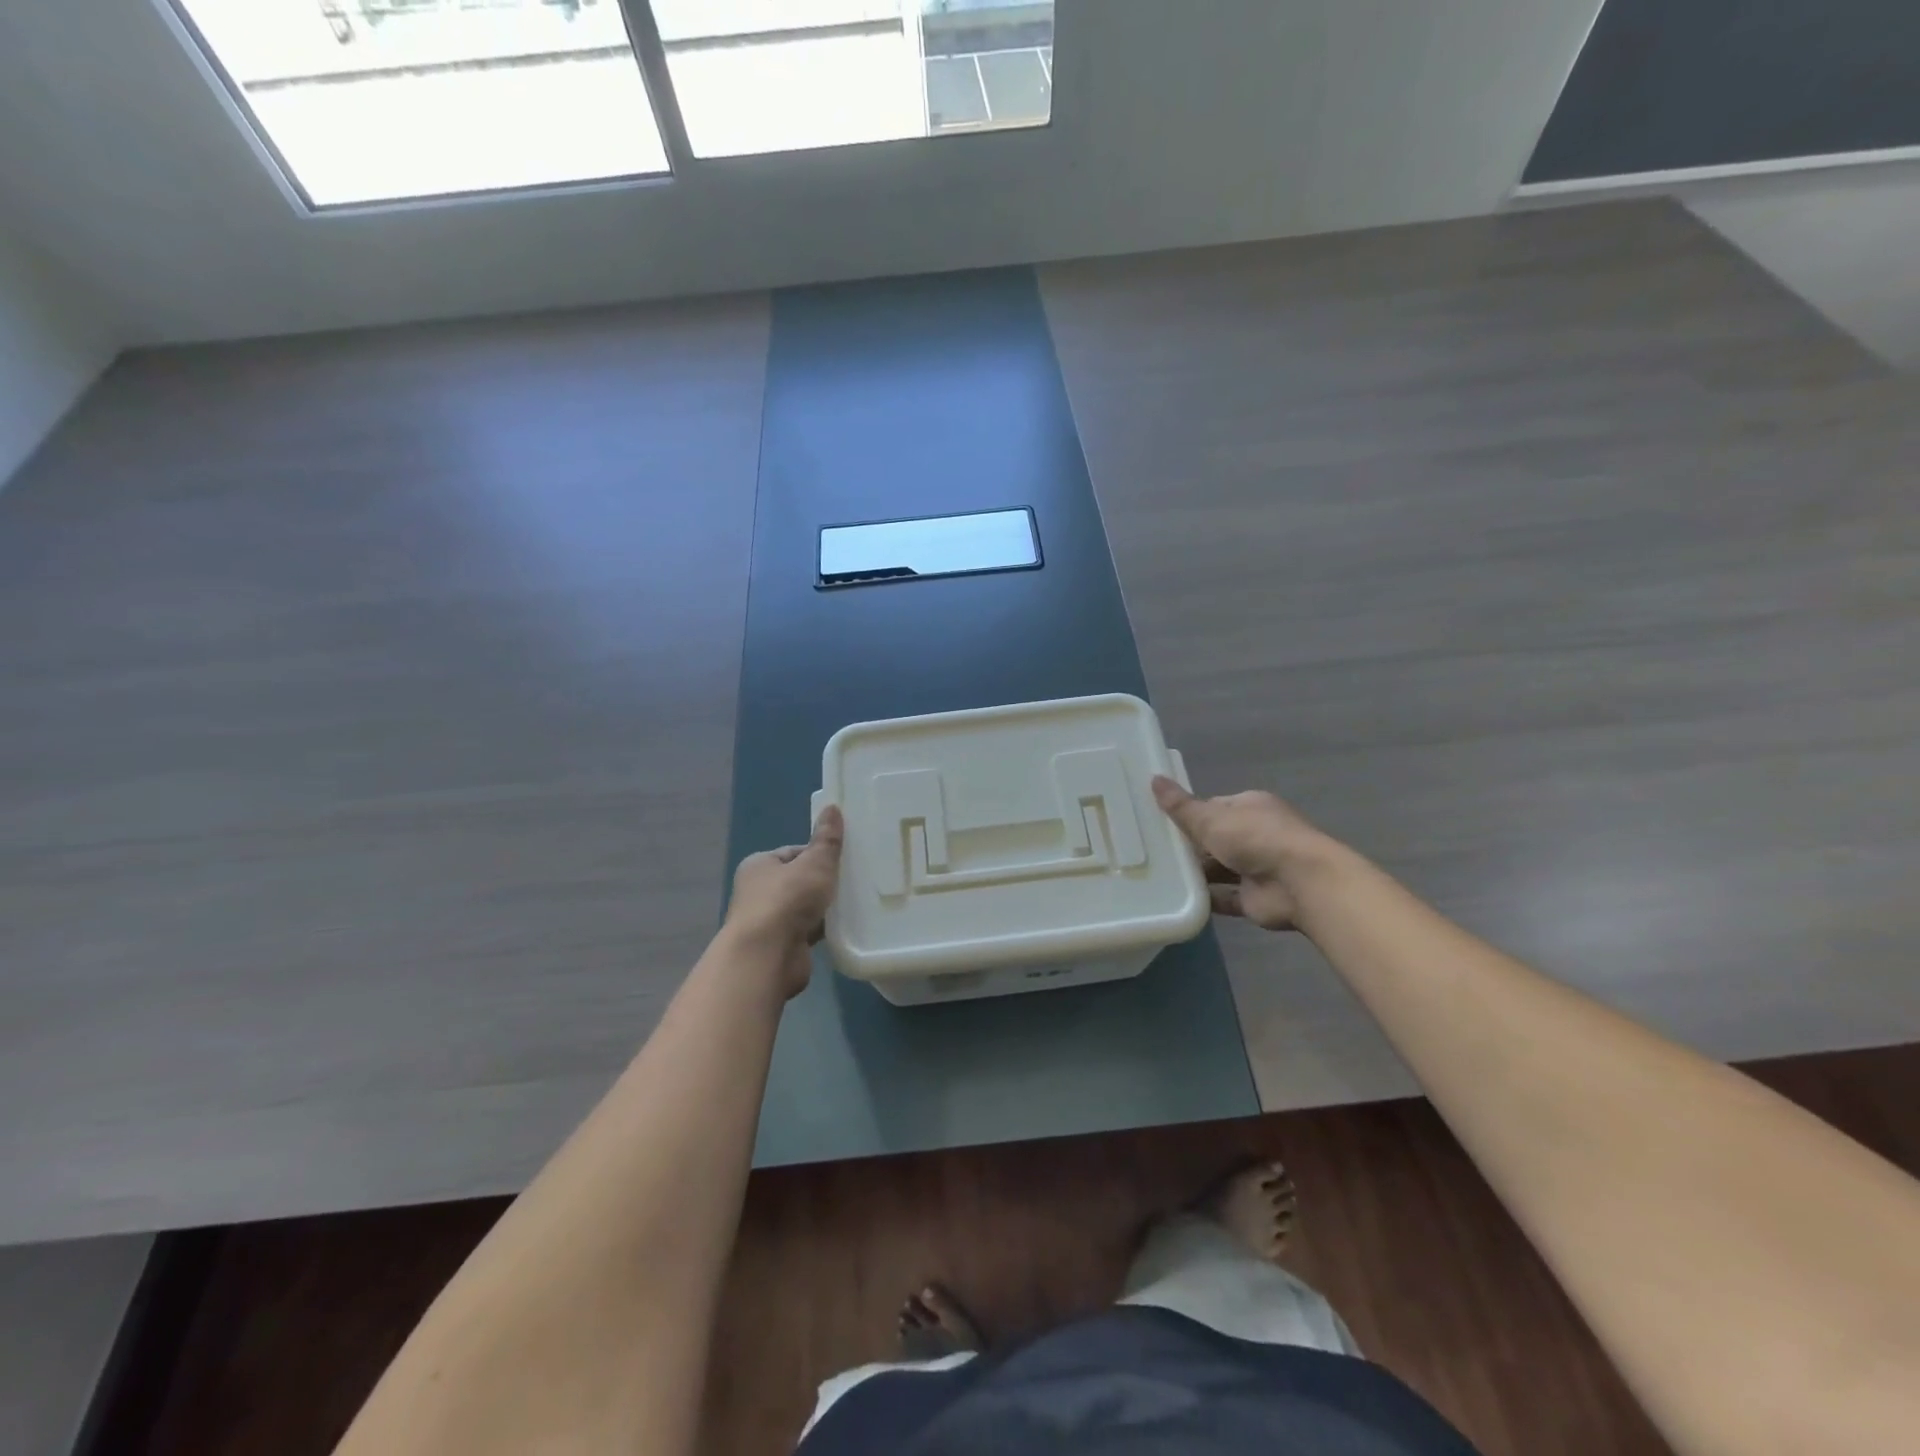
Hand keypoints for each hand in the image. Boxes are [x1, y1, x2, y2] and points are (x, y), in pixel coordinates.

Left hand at [724, 807, 844, 997]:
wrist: (767, 957)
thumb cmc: (787, 900)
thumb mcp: (814, 863)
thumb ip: (826, 840)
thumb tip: (832, 807)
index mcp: (759, 865)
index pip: (793, 853)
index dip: (818, 854)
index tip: (843, 859)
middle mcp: (757, 892)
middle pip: (798, 881)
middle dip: (823, 883)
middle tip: (853, 881)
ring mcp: (767, 922)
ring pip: (803, 908)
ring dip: (823, 908)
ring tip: (853, 904)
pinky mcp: (779, 947)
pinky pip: (806, 932)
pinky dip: (821, 930)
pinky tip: (843, 928)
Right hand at [1152, 777, 1334, 931]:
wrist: (1300, 883)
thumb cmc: (1255, 839)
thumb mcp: (1210, 818)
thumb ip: (1181, 806)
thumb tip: (1153, 778)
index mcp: (1250, 807)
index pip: (1213, 807)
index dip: (1189, 814)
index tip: (1160, 823)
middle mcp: (1256, 835)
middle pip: (1215, 839)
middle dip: (1190, 846)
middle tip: (1152, 852)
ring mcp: (1257, 868)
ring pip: (1219, 869)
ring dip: (1197, 873)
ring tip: (1158, 876)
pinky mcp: (1254, 898)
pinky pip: (1224, 897)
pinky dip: (1206, 899)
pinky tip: (1178, 900)